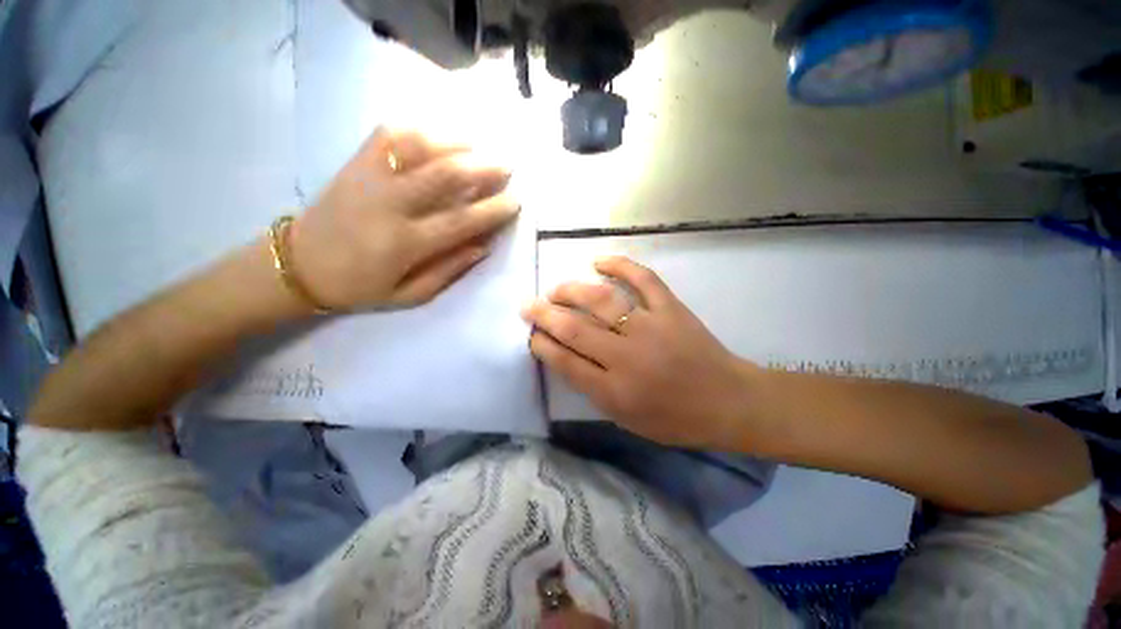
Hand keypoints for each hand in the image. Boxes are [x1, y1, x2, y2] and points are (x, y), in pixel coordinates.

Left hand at [288, 127, 518, 309]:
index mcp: (406, 243)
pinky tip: (438, 133)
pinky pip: (389, 134)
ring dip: (455, 141)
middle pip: (445, 175)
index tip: (515, 201)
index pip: (461, 221)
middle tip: (506, 165)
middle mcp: (391, 204)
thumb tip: (484, 246)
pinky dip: (418, 128)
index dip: (493, 210)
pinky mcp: (355, 163)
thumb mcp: (409, 295)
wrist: (298, 265)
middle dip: (483, 167)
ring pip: (419, 145)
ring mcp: (370, 177)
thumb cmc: (359, 286)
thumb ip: (449, 270)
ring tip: (479, 144)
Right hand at [522, 257, 757, 449]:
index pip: (565, 362)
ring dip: (572, 290)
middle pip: (575, 328)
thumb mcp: (626, 418)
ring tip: (556, 289)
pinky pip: (643, 279)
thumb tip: (566, 357)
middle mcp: (627, 356)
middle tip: (529, 306)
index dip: (543, 345)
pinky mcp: (671, 308)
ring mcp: (650, 327)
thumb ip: (594, 390)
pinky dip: (620, 265)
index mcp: (615, 391)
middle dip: (545, 315)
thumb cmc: (675, 419)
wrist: (728, 402)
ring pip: (601, 300)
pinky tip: (599, 261)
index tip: (532, 334)